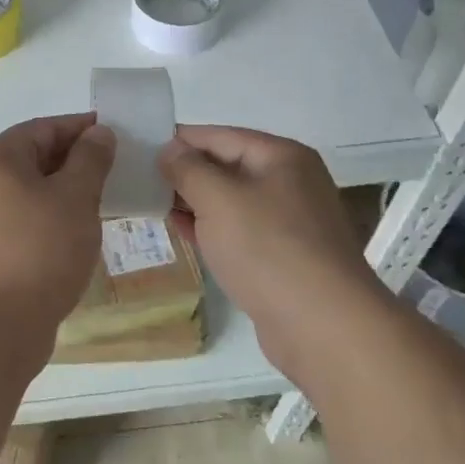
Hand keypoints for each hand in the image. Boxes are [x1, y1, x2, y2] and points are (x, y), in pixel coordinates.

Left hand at [0, 113, 116, 334]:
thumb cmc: (39, 250)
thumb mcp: (75, 197)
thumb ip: (90, 159)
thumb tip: (99, 132)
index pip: (44, 128)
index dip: (82, 127)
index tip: (116, 134)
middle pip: (34, 157)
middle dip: (76, 160)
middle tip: (116, 169)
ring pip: (30, 190)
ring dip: (65, 191)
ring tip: (103, 200)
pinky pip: (24, 218)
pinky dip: (51, 217)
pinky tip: (78, 232)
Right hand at [160, 125, 382, 368]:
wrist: (325, 327)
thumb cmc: (268, 250)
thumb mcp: (218, 200)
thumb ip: (187, 169)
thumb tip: (170, 150)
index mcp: (282, 157)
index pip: (219, 136)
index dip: (179, 141)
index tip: (139, 150)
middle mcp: (291, 182)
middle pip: (227, 166)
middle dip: (185, 174)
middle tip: (139, 182)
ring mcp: (291, 222)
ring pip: (232, 202)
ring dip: (195, 203)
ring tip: (152, 207)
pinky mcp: (285, 257)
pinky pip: (241, 232)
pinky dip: (212, 229)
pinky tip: (183, 234)